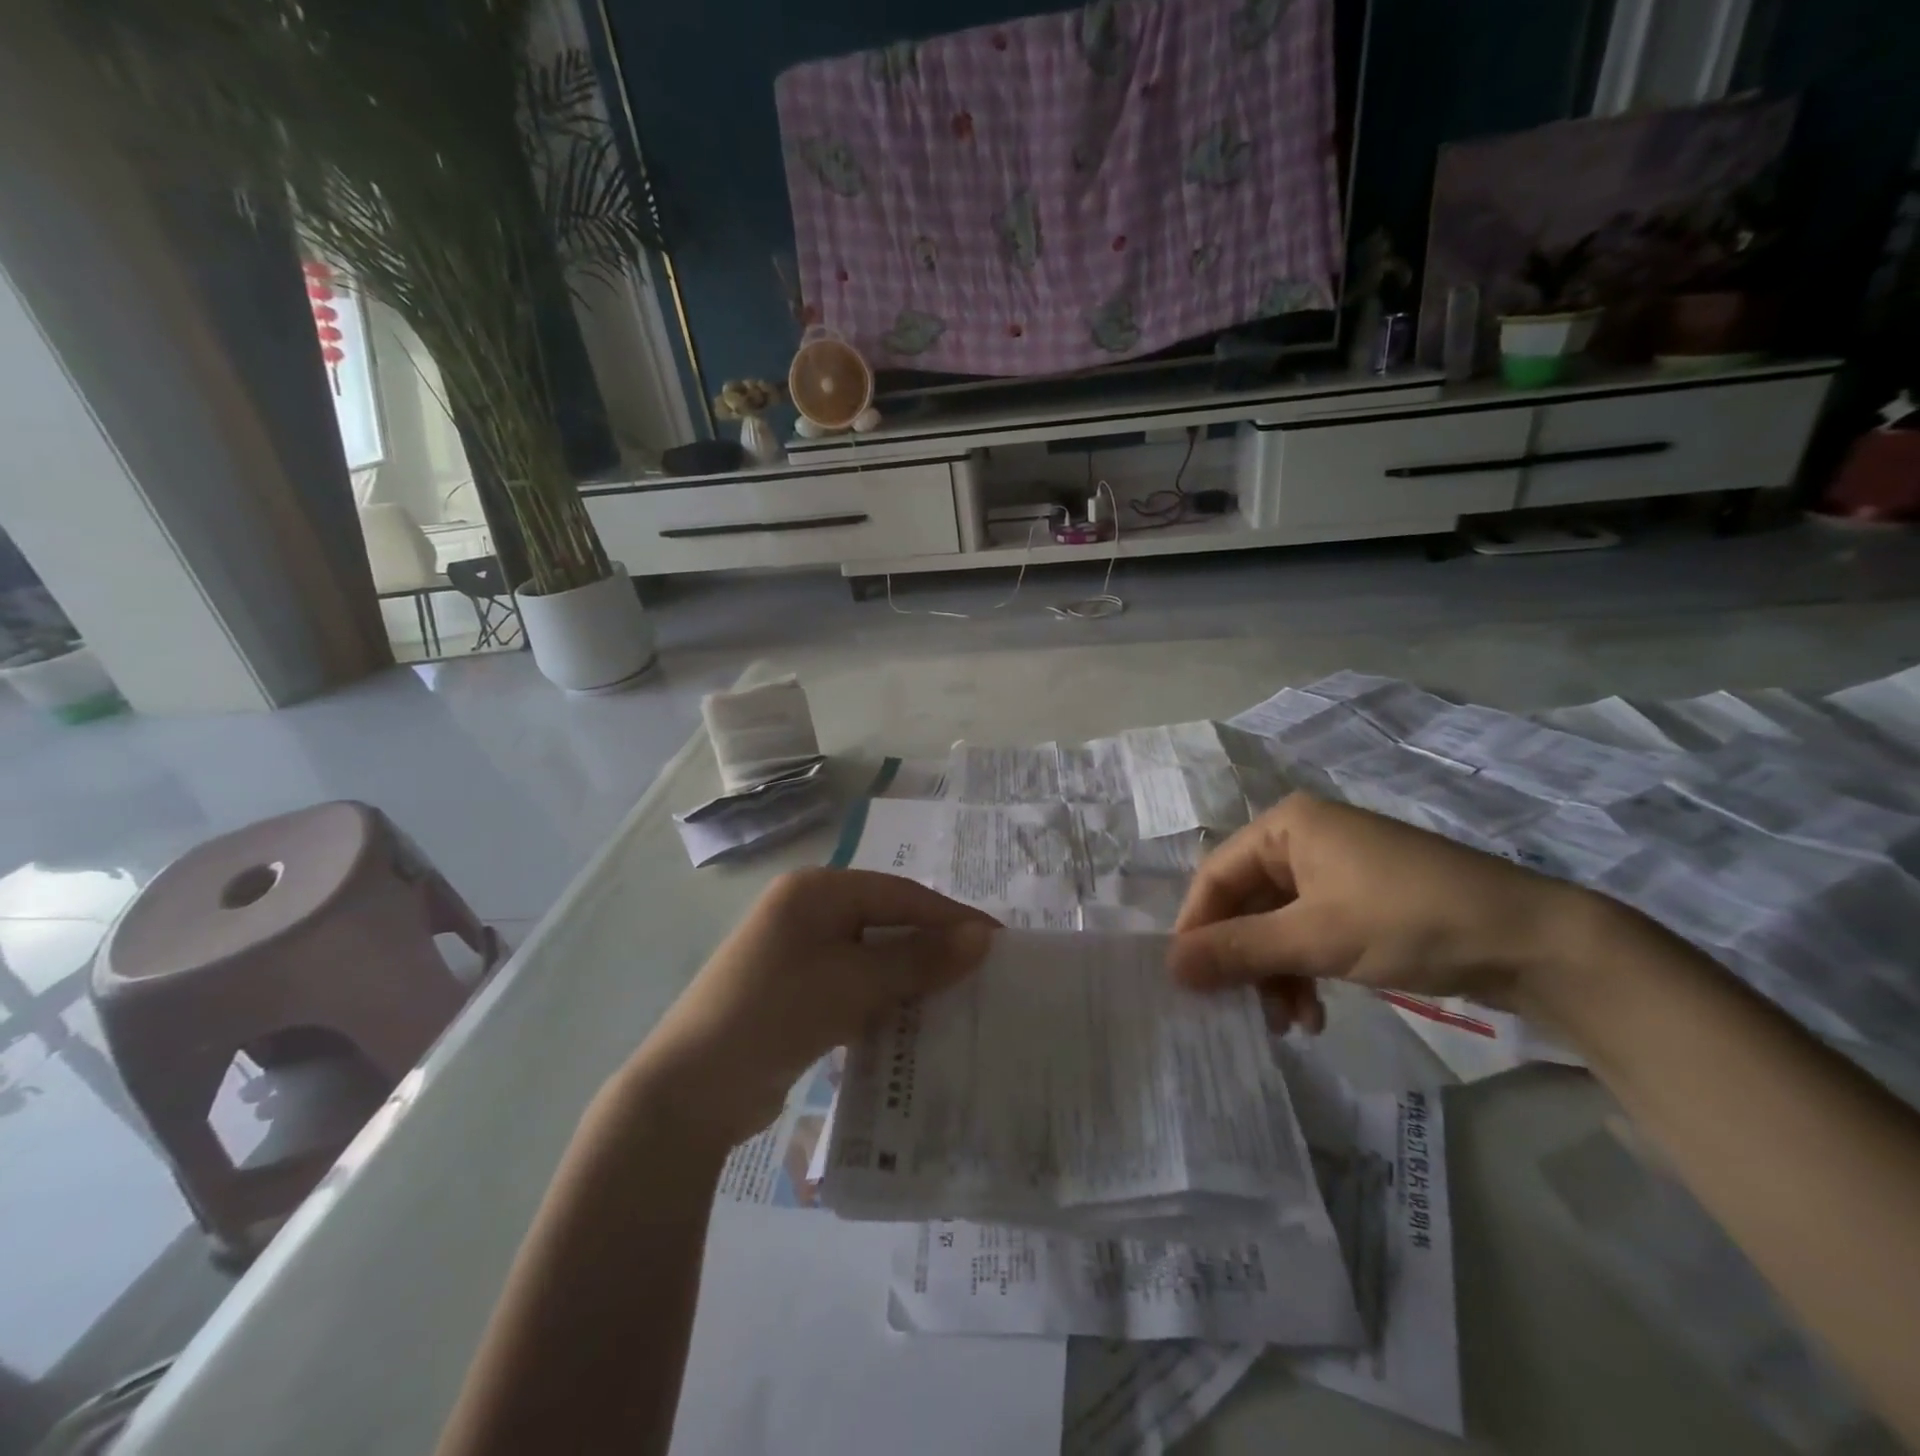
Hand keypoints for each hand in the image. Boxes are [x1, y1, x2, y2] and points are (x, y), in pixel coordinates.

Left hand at [622, 869, 996, 1149]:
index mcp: (816, 890)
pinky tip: (910, 1023)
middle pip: (886, 921)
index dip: (950, 917)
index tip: (998, 942)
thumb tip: (983, 936)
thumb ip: (919, 959)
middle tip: (981, 974)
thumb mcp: (854, 983)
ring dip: (908, 977)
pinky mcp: (793, 991)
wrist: (689, 1090)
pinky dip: (881, 999)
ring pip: (870, 955)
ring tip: (956, 1000)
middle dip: (931, 948)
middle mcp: (806, 910)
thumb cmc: (776, 1013)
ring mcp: (796, 952)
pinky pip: (851, 984)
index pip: (900, 894)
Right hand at [1169, 794, 1592, 1031]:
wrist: (1536, 942)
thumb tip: (1168, 966)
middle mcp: (1305, 840)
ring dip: (1275, 974)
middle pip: (1247, 902)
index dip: (1197, 928)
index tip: (1187, 982)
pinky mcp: (1364, 901)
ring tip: (1288, 1024)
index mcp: (1286, 827)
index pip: (1216, 875)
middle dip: (1243, 960)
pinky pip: (1311, 933)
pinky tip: (1315, 1014)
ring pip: (1278, 924)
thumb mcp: (1315, 938)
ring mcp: (1338, 871)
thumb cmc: (1409, 920)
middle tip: (1240, 1010)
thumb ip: (1238, 951)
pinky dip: (1305, 971)